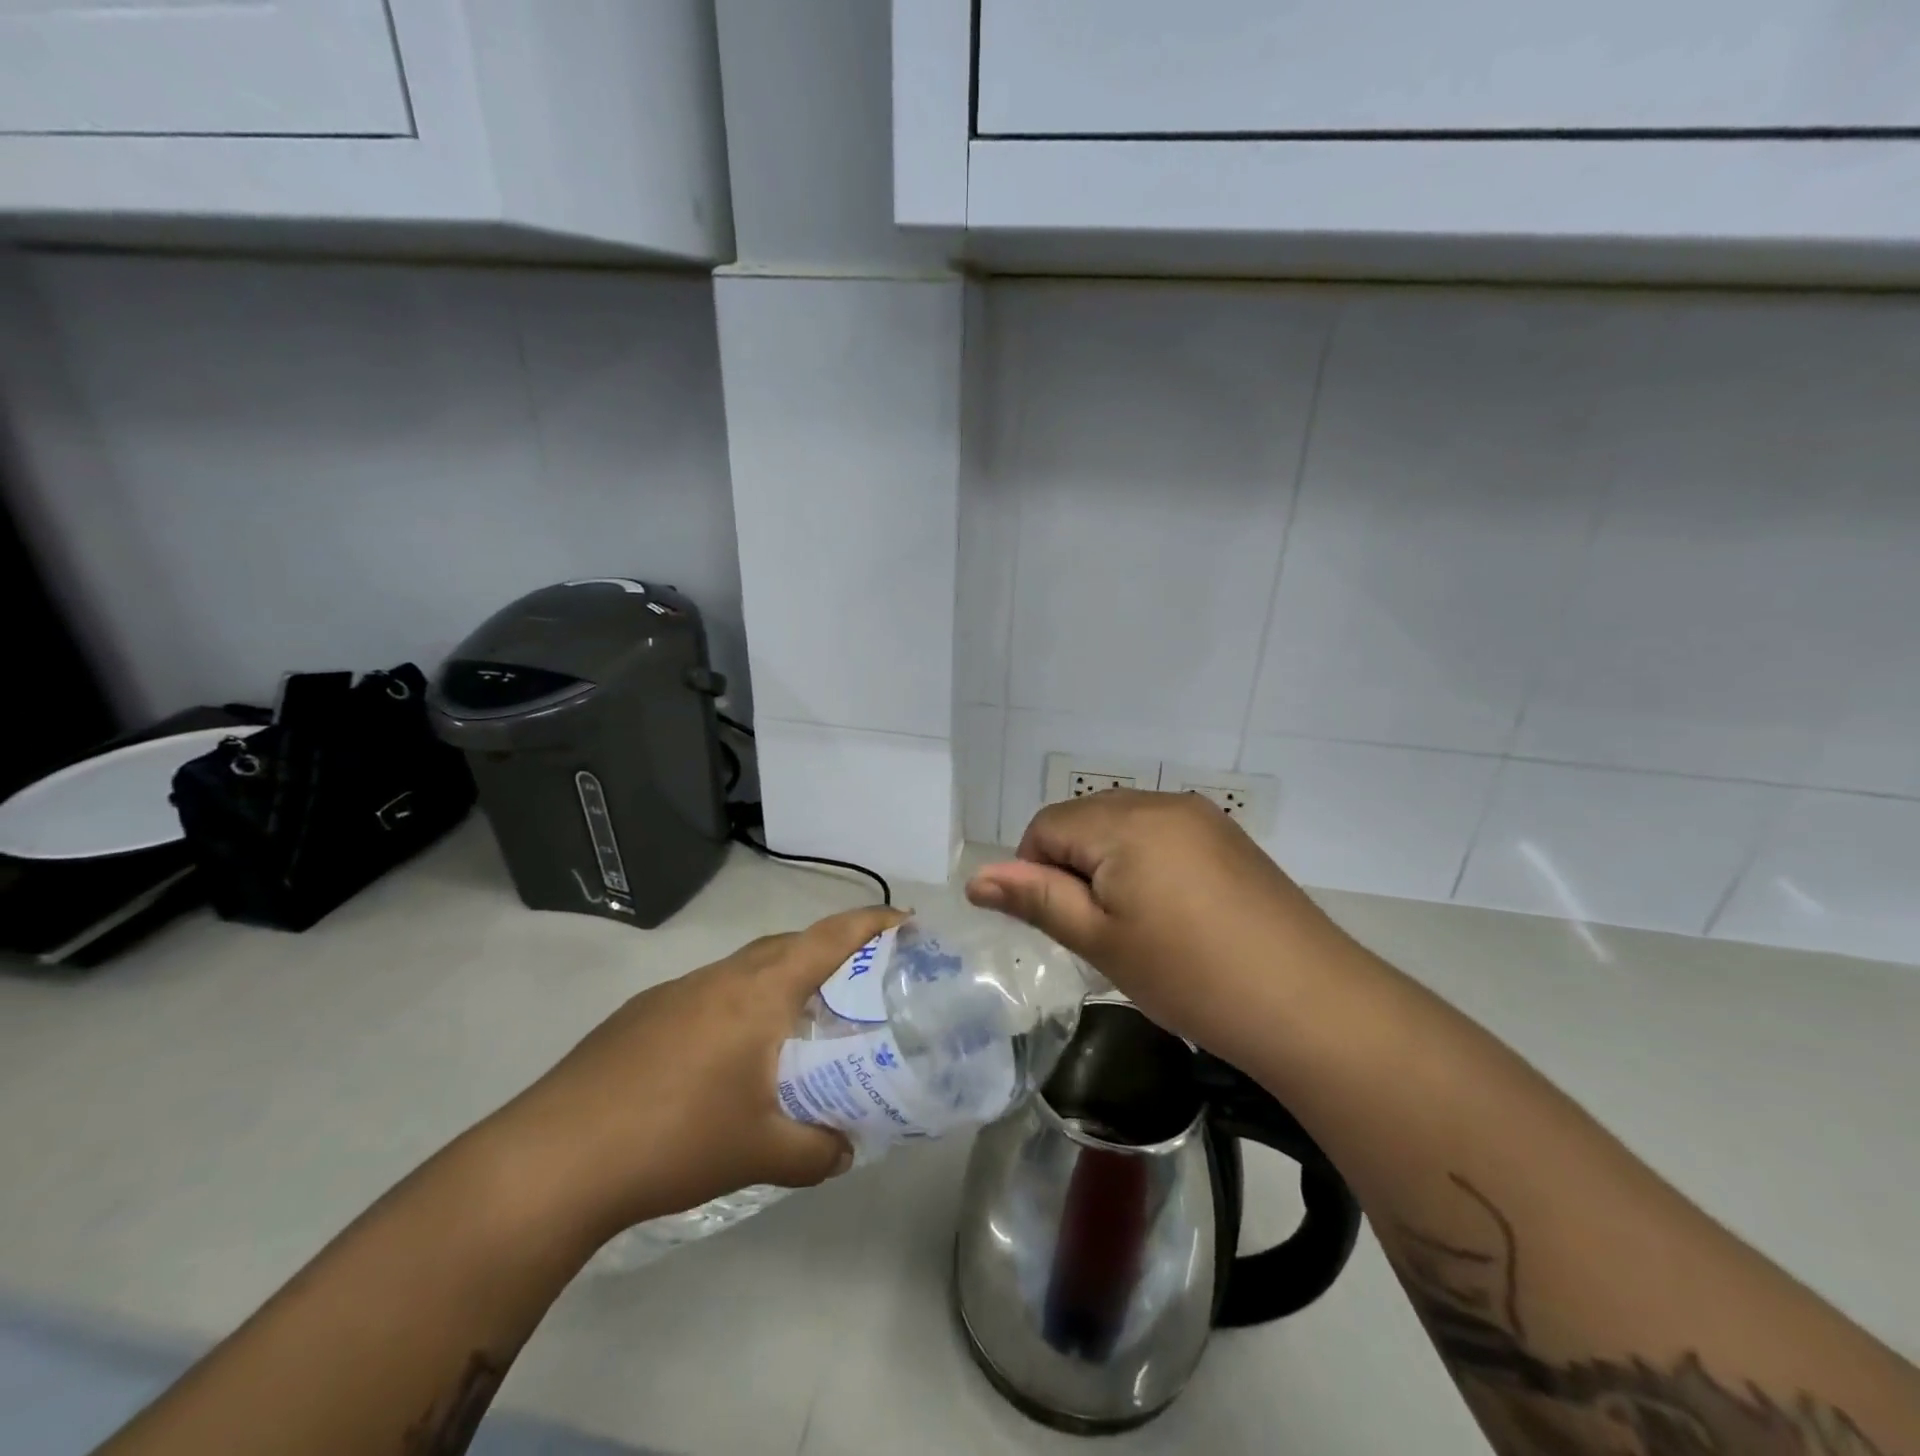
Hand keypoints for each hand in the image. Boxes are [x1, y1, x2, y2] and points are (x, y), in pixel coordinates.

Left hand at [496, 906, 906, 1243]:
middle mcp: (722, 977)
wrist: (555, 1157)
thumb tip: (846, 1149)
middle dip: (830, 949)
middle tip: (859, 980)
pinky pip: (711, 992)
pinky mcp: (643, 1013)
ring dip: (780, 978)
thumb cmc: (675, 1139)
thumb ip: (816, 1149)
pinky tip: (729, 1054)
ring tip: (798, 1019)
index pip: (829, 938)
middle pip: (789, 943)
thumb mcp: (760, 1152)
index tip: (905, 921)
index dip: (871, 923)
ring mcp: (677, 991)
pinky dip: (738, 1003)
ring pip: (746, 966)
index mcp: (760, 992)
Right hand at [966, 790, 1358, 1067]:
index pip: (1046, 826)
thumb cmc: (1189, 975)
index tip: (1062, 925)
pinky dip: (1147, 863)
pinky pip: (1163, 834)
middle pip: (1085, 819)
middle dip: (1073, 867)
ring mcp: (1201, 817)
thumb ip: (1036, 899)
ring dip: (1110, 865)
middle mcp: (1161, 802)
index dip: (1035, 873)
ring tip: (1136, 926)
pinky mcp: (1229, 838)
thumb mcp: (1100, 940)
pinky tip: (1173, 914)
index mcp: (1124, 821)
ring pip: (1124, 825)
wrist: (1310, 1003)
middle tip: (1098, 931)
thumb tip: (976, 878)